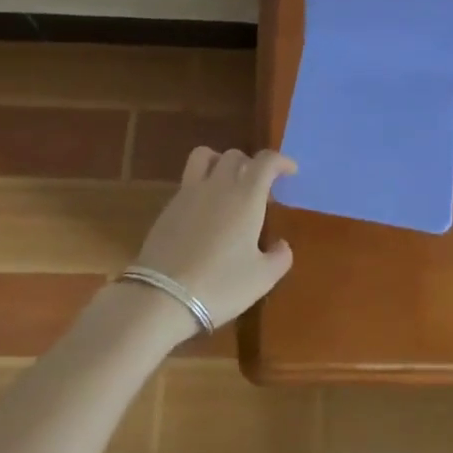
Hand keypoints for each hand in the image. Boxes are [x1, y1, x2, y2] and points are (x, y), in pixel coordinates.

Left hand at [132, 148, 296, 329]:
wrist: (161, 297)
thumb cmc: (219, 285)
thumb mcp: (261, 279)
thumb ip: (279, 257)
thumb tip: (282, 245)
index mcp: (246, 195)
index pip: (267, 161)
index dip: (281, 161)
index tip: (290, 171)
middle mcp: (219, 184)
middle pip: (236, 155)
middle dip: (252, 165)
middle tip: (259, 190)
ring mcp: (190, 192)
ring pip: (206, 156)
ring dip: (221, 162)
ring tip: (227, 183)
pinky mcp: (168, 206)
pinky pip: (189, 180)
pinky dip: (202, 183)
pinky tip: (204, 211)